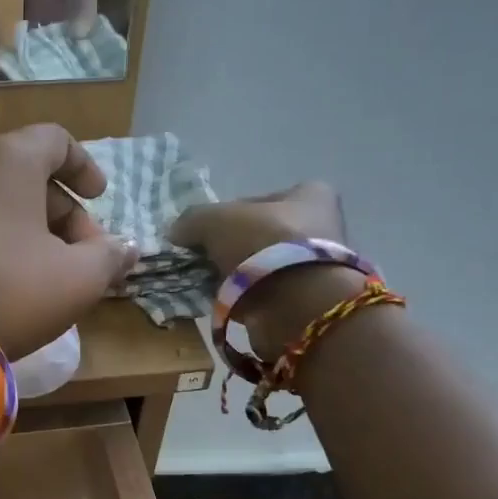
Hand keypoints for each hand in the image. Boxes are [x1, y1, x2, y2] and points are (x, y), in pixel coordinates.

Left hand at [0, 124, 138, 357]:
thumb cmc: (10, 291)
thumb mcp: (78, 279)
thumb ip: (110, 257)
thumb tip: (127, 248)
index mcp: (10, 159)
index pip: (56, 140)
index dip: (85, 167)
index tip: (101, 197)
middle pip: (30, 174)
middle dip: (66, 213)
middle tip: (85, 256)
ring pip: (1, 200)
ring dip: (35, 229)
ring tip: (52, 274)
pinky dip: (1, 238)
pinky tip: (12, 279)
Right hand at [171, 183, 353, 354]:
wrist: (294, 303)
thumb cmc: (263, 244)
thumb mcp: (215, 220)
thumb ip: (193, 220)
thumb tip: (176, 232)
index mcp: (310, 195)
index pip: (257, 199)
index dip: (228, 213)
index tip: (205, 231)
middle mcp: (320, 226)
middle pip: (259, 233)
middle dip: (231, 247)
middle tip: (203, 258)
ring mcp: (314, 266)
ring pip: (260, 265)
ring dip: (235, 274)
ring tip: (207, 283)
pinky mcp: (305, 300)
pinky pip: (264, 293)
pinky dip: (244, 297)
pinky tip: (223, 301)